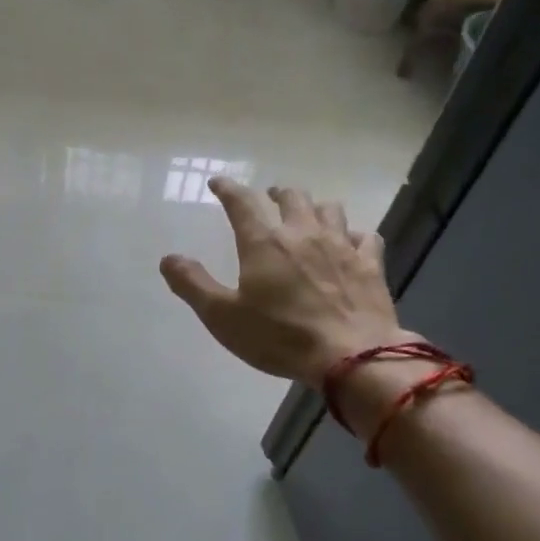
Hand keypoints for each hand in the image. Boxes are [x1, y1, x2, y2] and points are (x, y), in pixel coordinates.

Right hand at [160, 179, 411, 384]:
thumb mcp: (222, 316)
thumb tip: (168, 258)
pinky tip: (351, 243)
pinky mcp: (370, 264)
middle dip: (277, 193)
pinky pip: (366, 237)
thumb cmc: (279, 337)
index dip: (228, 188)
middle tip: (269, 197)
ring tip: (308, 215)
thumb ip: (193, 284)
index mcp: (263, 242)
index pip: (241, 202)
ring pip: (330, 209)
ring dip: (315, 207)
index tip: (218, 183)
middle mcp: (302, 233)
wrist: (351, 357)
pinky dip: (355, 235)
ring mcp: (340, 246)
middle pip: (291, 196)